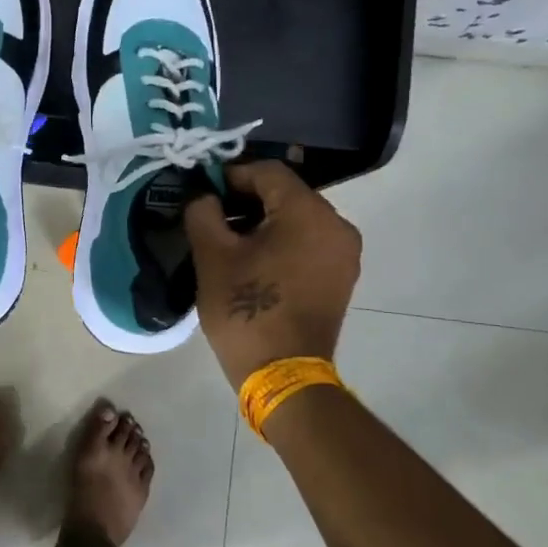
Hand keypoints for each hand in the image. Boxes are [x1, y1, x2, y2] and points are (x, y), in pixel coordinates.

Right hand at [183, 161, 361, 388]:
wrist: (282, 374)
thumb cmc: (246, 309)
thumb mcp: (212, 256)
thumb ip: (203, 212)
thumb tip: (204, 196)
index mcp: (309, 212)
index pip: (268, 172)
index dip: (231, 175)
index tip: (204, 192)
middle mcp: (337, 225)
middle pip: (286, 194)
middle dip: (247, 199)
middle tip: (212, 216)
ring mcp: (344, 253)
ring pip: (298, 219)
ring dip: (264, 222)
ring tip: (230, 241)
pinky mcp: (341, 277)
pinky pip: (309, 242)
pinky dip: (282, 242)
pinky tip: (255, 260)